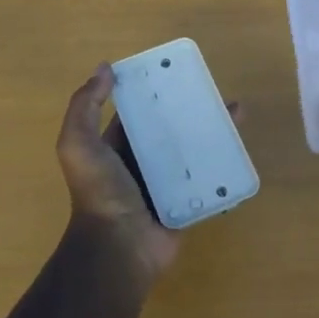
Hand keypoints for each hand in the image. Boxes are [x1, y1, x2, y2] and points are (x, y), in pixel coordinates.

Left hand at [55, 64, 242, 287]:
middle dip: (191, 110)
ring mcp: (165, 184)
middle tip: (217, 92)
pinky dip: (222, 164)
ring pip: (193, 151)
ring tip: (236, 115)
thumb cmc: (100, 192)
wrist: (119, 248)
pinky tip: (240, 148)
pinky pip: (207, 178)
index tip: (178, 73)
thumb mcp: (78, 144)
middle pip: (170, 129)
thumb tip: (105, 68)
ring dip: (213, 132)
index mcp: (115, 147)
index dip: (154, 92)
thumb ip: (85, 106)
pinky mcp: (187, 202)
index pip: (137, 112)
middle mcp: (140, 162)